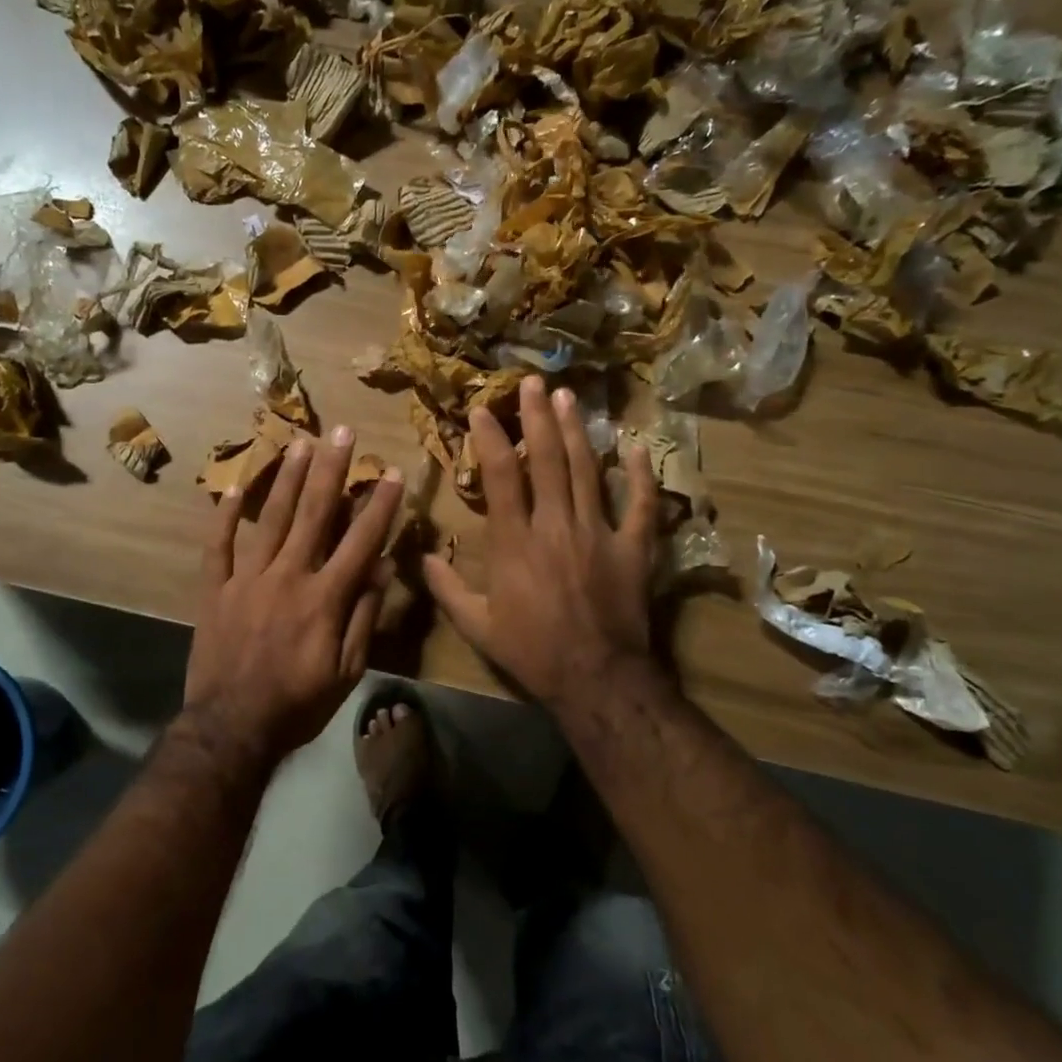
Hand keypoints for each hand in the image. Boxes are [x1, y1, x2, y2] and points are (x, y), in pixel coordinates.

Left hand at [183, 425, 403, 765]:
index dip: (379, 504)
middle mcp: (289, 576)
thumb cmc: (298, 705)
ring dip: (287, 478)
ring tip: (300, 442)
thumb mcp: (348, 671)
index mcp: (325, 598)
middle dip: (333, 470)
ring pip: (271, 518)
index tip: (391, 471)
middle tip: (343, 431)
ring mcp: (248, 579)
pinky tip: (235, 487)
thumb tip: (381, 567)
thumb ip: (364, 616)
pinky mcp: (216, 589)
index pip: (360, 540)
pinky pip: (219, 545)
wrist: (231, 729)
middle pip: (315, 513)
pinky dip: (226, 516)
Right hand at [423, 376, 657, 709]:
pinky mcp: (633, 547)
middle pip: (546, 459)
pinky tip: (634, 445)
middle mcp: (555, 525)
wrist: (596, 678)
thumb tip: (422, 558)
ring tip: (568, 396)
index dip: (490, 438)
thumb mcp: (476, 627)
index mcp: (515, 542)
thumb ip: (447, 589)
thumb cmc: (532, 652)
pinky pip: (639, 503)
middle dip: (537, 417)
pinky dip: (638, 474)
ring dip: (576, 430)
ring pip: (586, 470)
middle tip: (532, 382)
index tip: (482, 409)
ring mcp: (598, 532)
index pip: (500, 477)